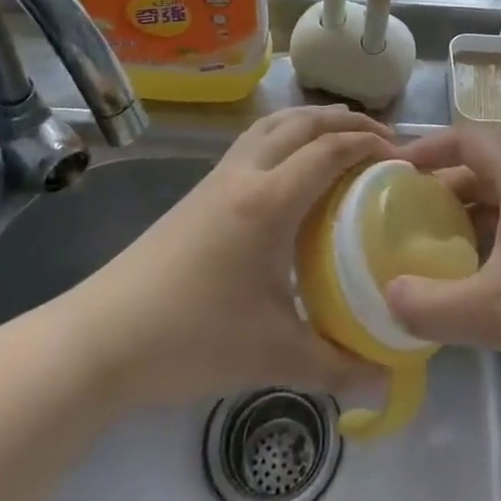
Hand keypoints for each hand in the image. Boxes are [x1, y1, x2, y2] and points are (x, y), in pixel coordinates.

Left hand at [70, 105, 393, 409]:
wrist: (100, 338)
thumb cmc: (191, 338)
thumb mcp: (272, 355)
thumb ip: (335, 366)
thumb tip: (387, 379)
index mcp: (268, 201)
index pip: (329, 150)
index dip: (369, 144)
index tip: (401, 156)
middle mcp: (245, 174)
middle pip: (302, 123)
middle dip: (345, 120)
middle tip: (381, 137)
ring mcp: (217, 179)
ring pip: (272, 124)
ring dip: (311, 120)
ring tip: (340, 137)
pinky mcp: (200, 192)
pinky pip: (253, 142)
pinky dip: (284, 134)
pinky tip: (290, 169)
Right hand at [384, 128, 500, 398]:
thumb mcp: (493, 312)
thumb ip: (430, 306)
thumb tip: (389, 296)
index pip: (465, 136)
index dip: (427, 149)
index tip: (396, 172)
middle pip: (490, 160)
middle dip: (450, 185)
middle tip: (417, 216)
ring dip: (482, 206)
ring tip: (453, 243)